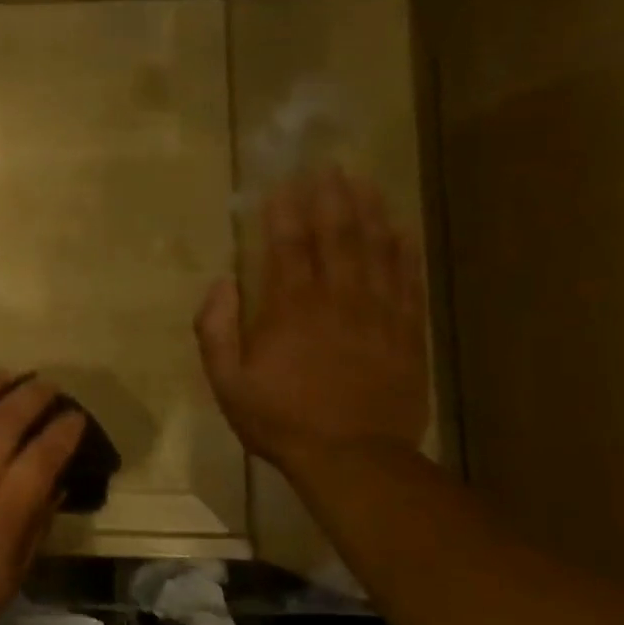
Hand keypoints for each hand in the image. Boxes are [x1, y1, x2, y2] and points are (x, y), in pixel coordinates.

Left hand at [0, 372, 85, 624]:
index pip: (44, 454)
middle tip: (45, 386)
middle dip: (32, 395)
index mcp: (2, 509)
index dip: (65, 430)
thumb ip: (36, 522)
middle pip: (5, 418)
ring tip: (1, 376)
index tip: (74, 416)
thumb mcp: (14, 573)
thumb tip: (55, 481)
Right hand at [197, 167, 428, 470]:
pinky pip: (408, 281)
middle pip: (338, 236)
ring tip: (365, 183)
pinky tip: (401, 232)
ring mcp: (379, 314)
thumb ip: (215, 329)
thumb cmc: (279, 419)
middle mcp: (338, 300)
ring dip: (371, 213)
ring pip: (378, 250)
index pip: (288, 246)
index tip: (283, 183)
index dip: (285, 212)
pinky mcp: (407, 333)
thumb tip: (221, 283)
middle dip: (331, 198)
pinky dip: (404, 252)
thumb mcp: (227, 381)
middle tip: (329, 167)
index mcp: (291, 309)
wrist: (353, 457)